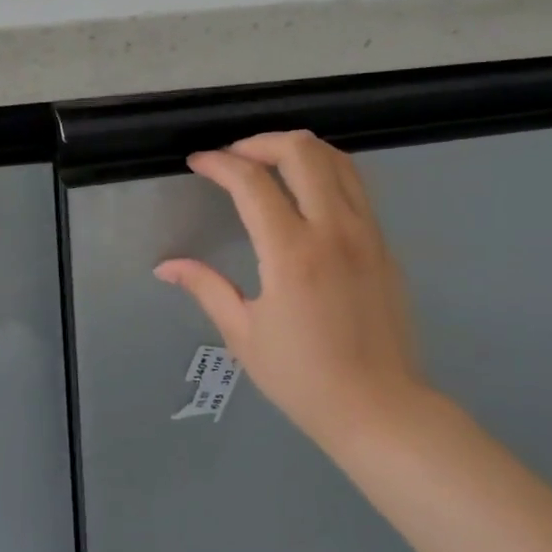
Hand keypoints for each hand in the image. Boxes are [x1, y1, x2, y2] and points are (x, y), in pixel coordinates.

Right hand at [155, 131, 439, 459]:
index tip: (198, 163)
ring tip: (268, 163)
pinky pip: (357, 187)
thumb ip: (205, 288)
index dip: (219, 163)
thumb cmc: (302, 378)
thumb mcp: (243, 334)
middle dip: (261, 142)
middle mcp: (334, 230)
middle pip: (302, 152)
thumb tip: (165, 266)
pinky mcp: (386, 246)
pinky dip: (326, 172)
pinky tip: (305, 193)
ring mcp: (367, 234)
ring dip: (299, 150)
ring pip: (339, 161)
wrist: (380, 409)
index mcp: (292, 253)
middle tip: (234, 157)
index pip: (252, 182)